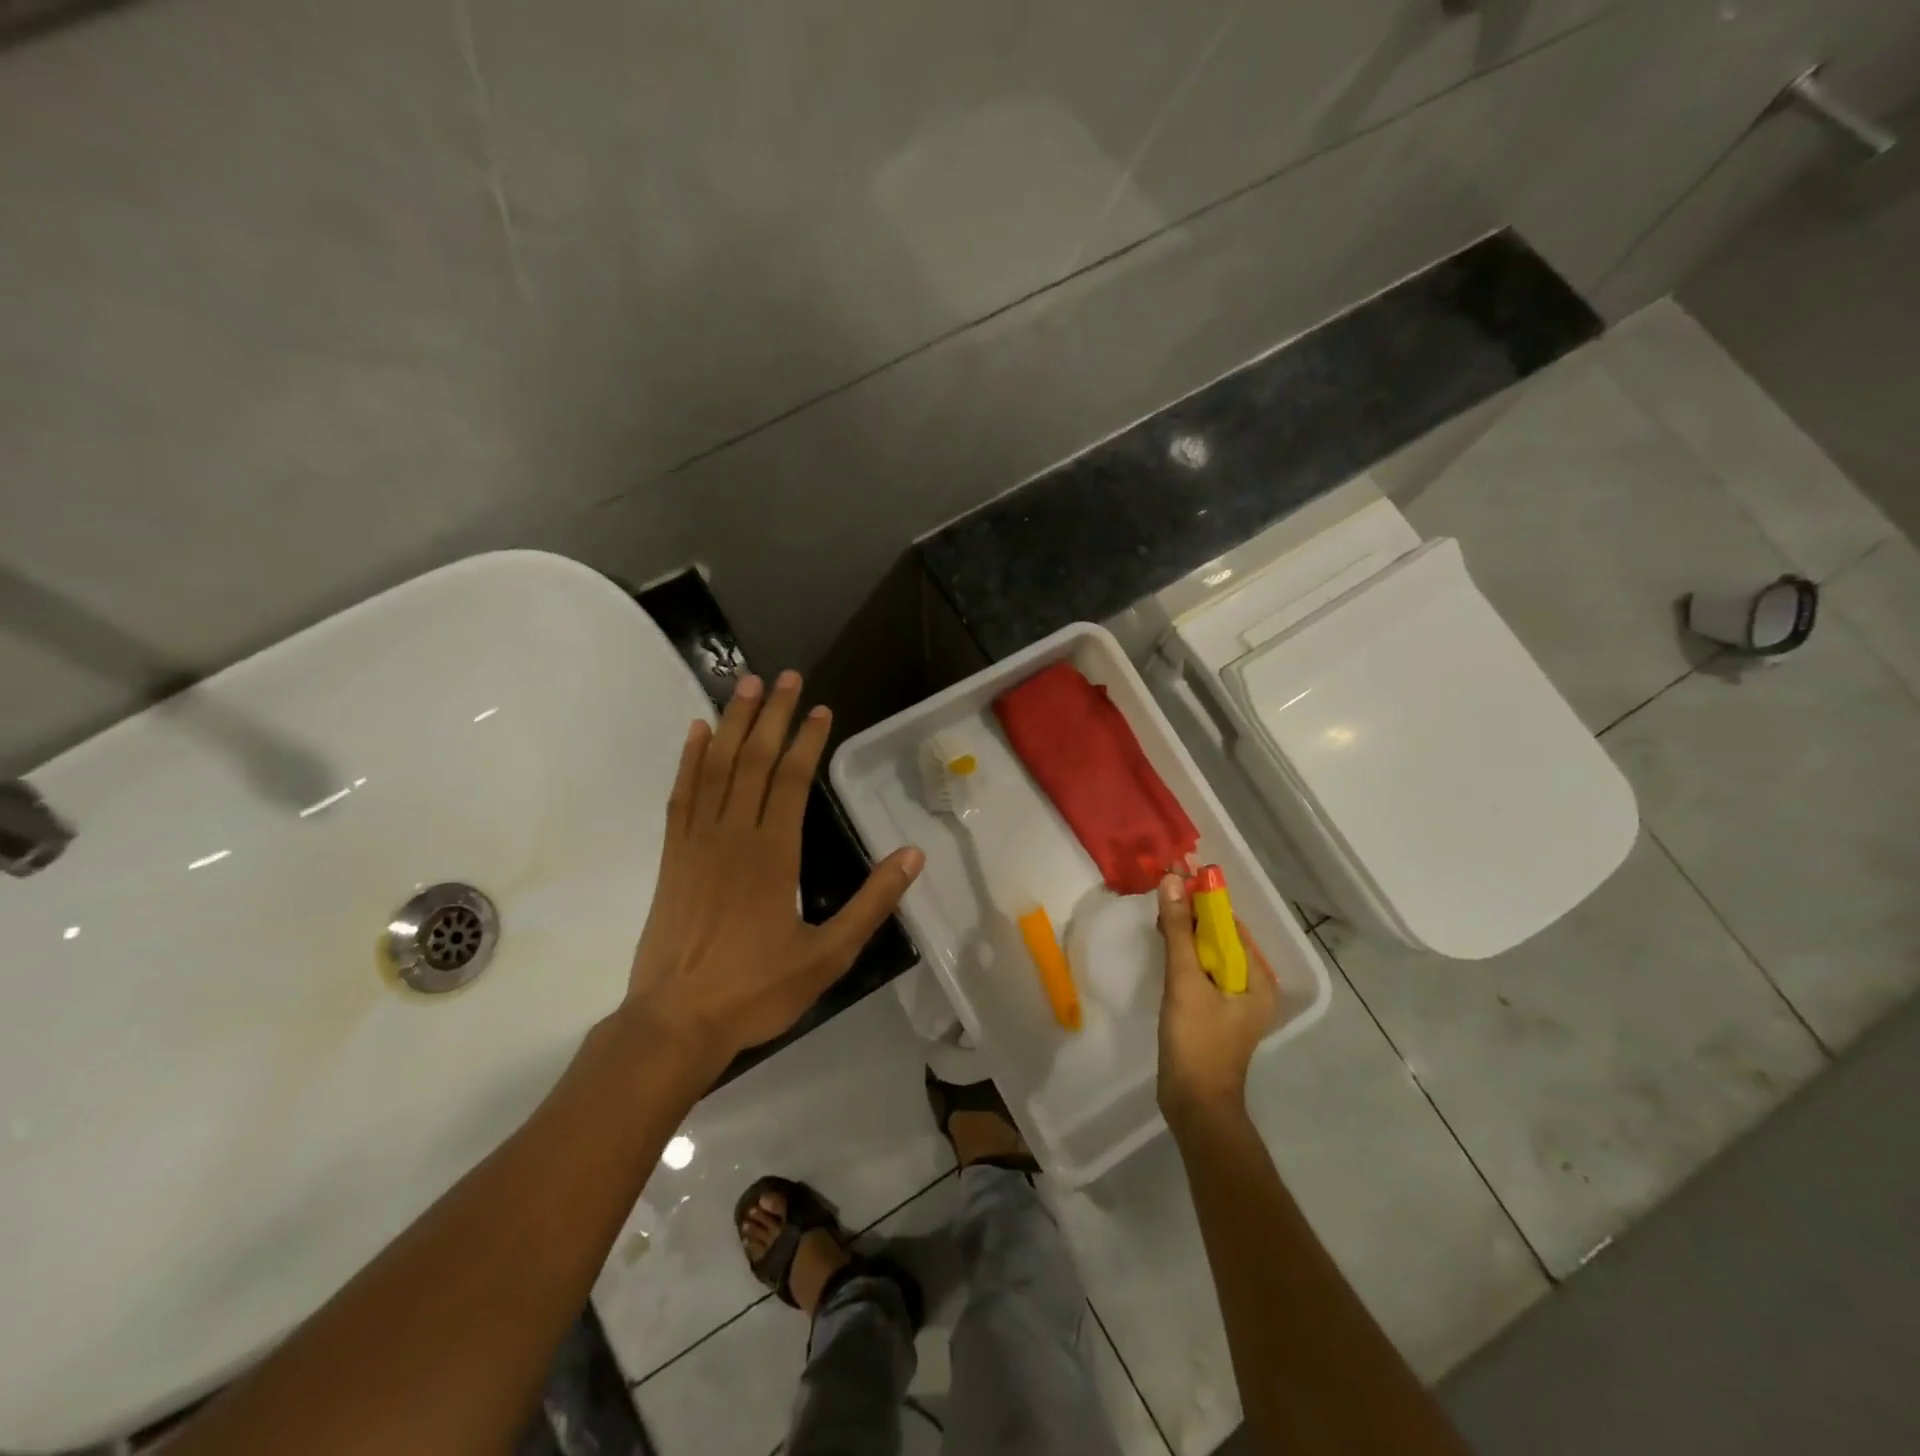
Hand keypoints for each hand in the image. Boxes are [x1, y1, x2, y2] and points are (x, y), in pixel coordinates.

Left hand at [621, 670, 923, 1079]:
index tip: (821, 709)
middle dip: (772, 715)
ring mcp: (696, 843)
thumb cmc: (756, 990)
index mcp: (774, 855)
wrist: (675, 1022)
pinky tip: (696, 733)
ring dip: (732, 723)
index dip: (808, 741)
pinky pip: (681, 796)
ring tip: (745, 685)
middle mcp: (734, 835)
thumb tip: (912, 855)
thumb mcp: (829, 956)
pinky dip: (689, 760)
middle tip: (784, 676)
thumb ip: (872, 903)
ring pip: (715, 768)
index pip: (793, 781)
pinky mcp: (671, 857)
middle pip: (753, 761)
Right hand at [1155, 873, 1277, 1129]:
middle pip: (1220, 937)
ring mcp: (1233, 1000)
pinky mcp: (1214, 1011)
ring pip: (1209, 954)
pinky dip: (1184, 955)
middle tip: (1161, 890)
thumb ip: (1179, 931)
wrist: (1195, 1107)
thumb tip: (1172, 880)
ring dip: (1186, 932)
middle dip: (1192, 913)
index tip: (1175, 874)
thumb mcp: (1185, 981)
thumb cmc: (1196, 1043)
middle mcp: (1252, 984)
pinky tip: (1164, 944)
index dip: (1203, 898)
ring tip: (1158, 912)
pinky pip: (1201, 971)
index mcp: (1257, 977)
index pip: (1230, 923)